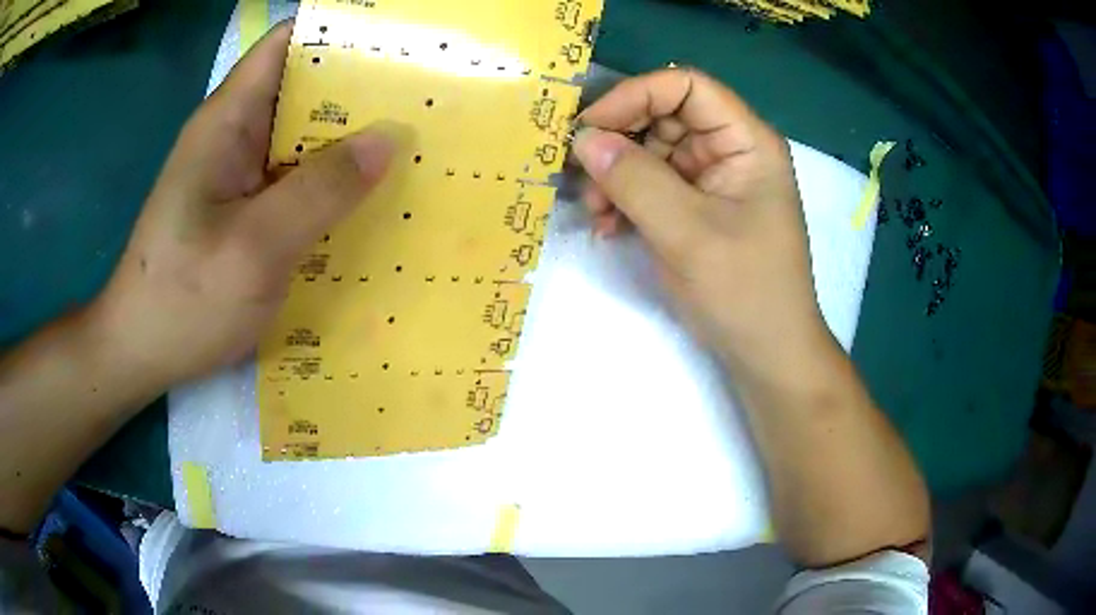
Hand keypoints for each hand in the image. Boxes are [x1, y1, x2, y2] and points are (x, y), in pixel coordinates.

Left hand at [91, 23, 397, 386]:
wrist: (139, 352)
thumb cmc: (182, 300)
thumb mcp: (254, 248)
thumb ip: (321, 189)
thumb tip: (389, 139)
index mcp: (228, 122)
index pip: (287, 45)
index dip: (339, 37)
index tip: (397, 51)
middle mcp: (234, 137)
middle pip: (302, 89)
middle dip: (359, 93)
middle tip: (424, 106)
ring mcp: (237, 176)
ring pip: (301, 138)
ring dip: (348, 143)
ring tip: (412, 150)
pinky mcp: (242, 211)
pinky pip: (293, 182)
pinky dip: (329, 185)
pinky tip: (366, 203)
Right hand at [574, 68, 832, 383]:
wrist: (766, 354)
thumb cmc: (744, 291)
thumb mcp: (687, 233)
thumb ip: (634, 180)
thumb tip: (583, 139)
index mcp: (746, 141)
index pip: (686, 86)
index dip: (636, 95)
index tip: (591, 128)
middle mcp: (729, 150)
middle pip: (663, 116)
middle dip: (619, 142)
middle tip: (580, 176)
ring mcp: (712, 180)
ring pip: (651, 152)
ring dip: (615, 176)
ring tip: (594, 212)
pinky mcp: (696, 208)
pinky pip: (651, 185)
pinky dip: (625, 200)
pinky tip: (607, 227)